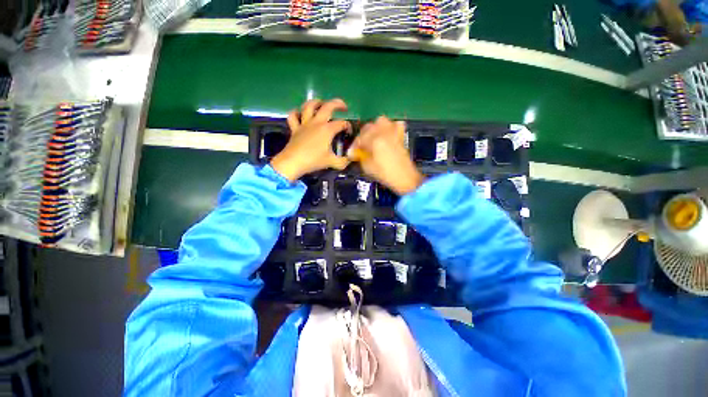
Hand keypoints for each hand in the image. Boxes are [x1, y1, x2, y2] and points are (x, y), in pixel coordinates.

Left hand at [271, 99, 351, 181]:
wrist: (293, 162)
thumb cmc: (313, 160)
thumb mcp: (332, 162)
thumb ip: (342, 161)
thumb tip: (348, 160)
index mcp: (327, 130)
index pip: (341, 123)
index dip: (348, 126)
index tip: (349, 132)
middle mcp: (317, 123)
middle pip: (328, 107)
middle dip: (338, 104)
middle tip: (343, 107)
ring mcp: (304, 124)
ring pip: (309, 106)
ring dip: (316, 102)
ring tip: (321, 103)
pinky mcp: (295, 128)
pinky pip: (293, 116)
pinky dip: (296, 113)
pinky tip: (300, 114)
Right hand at [347, 116, 423, 194]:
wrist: (405, 178)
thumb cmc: (386, 174)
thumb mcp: (368, 168)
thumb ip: (360, 157)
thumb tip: (354, 152)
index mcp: (375, 140)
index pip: (359, 138)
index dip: (354, 146)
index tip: (352, 153)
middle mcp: (384, 133)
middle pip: (368, 127)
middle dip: (362, 136)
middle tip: (361, 146)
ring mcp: (394, 132)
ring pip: (381, 121)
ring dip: (374, 128)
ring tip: (372, 138)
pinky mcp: (401, 135)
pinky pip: (395, 124)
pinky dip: (389, 127)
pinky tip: (386, 135)